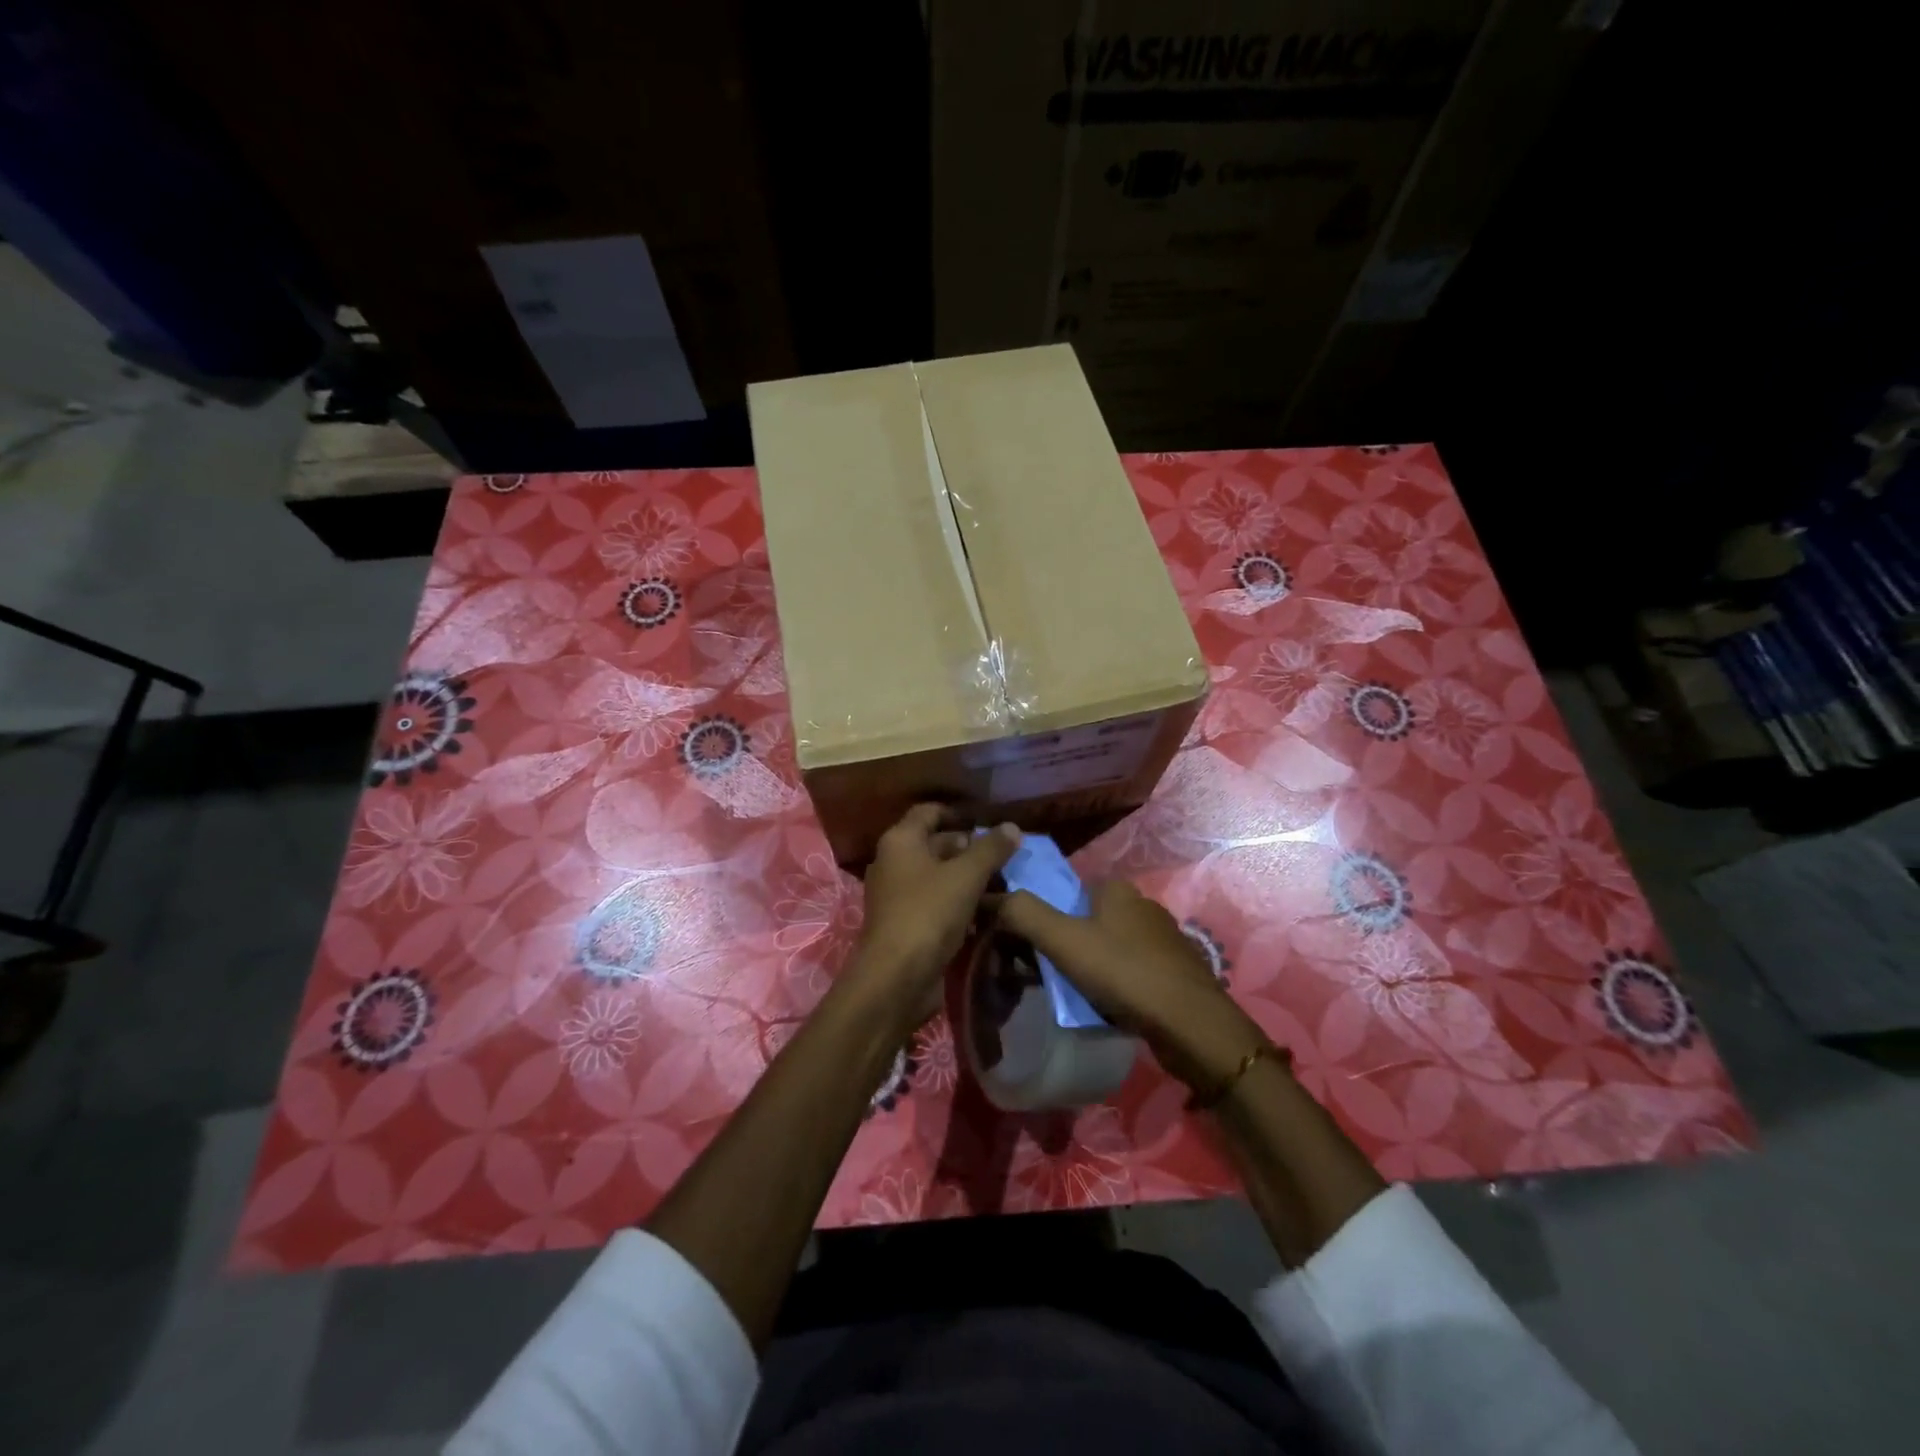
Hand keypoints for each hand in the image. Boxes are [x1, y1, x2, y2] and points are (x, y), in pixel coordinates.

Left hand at [850, 806, 1020, 1027]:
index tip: (989, 824)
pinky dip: (957, 902)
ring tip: (1002, 882)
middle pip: (934, 844)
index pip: (929, 812)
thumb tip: (1012, 826)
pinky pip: (935, 902)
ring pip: (937, 876)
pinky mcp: (905, 924)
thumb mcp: (966, 876)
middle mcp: (893, 862)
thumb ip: (991, 849)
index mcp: (900, 841)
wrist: (896, 977)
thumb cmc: (929, 913)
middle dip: (968, 848)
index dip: (958, 813)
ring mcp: (897, 895)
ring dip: (966, 878)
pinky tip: (985, 911)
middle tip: (1004, 857)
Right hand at [996, 880, 1269, 1091]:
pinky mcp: (1174, 970)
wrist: (1192, 1025)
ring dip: (1086, 967)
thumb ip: (1022, 913)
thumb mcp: (1063, 940)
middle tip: (1041, 976)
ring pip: (1107, 947)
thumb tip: (985, 896)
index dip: (1040, 916)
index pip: (1064, 892)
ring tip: (1070, 996)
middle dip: (1062, 945)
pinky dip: (1112, 983)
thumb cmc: (1124, 973)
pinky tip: (1104, 1006)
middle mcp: (1141, 904)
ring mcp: (1162, 938)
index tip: (1022, 946)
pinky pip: (1128, 970)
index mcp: (1115, 889)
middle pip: (1084, 920)